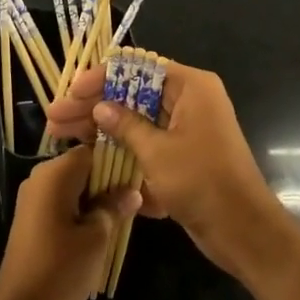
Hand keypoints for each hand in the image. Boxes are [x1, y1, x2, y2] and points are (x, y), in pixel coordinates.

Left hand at [0, 144, 138, 299]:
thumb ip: (114, 208)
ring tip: (126, 217)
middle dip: (111, 182)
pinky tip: (104, 231)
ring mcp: (34, 200)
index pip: (93, 151)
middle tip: (140, 200)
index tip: (141, 176)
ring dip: (99, 200)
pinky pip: (64, 205)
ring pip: (75, 188)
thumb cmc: (60, 269)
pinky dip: (83, 213)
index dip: (119, 161)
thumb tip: (131, 192)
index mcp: (54, 174)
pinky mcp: (33, 221)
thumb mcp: (97, 238)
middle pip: (84, 168)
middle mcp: (41, 179)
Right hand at [46, 62, 287, 281]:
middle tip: (55, 117)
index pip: (139, 68)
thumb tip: (99, 107)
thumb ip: (126, 126)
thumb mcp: (157, 152)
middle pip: (133, 95)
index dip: (103, 77)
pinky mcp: (183, 157)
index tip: (72, 89)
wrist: (243, 231)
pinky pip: (147, 145)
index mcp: (190, 87)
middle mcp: (190, 101)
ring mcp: (187, 130)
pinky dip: (122, 150)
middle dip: (94, 107)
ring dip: (102, 130)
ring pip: (136, 122)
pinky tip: (90, 159)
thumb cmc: (202, 182)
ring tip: (61, 137)